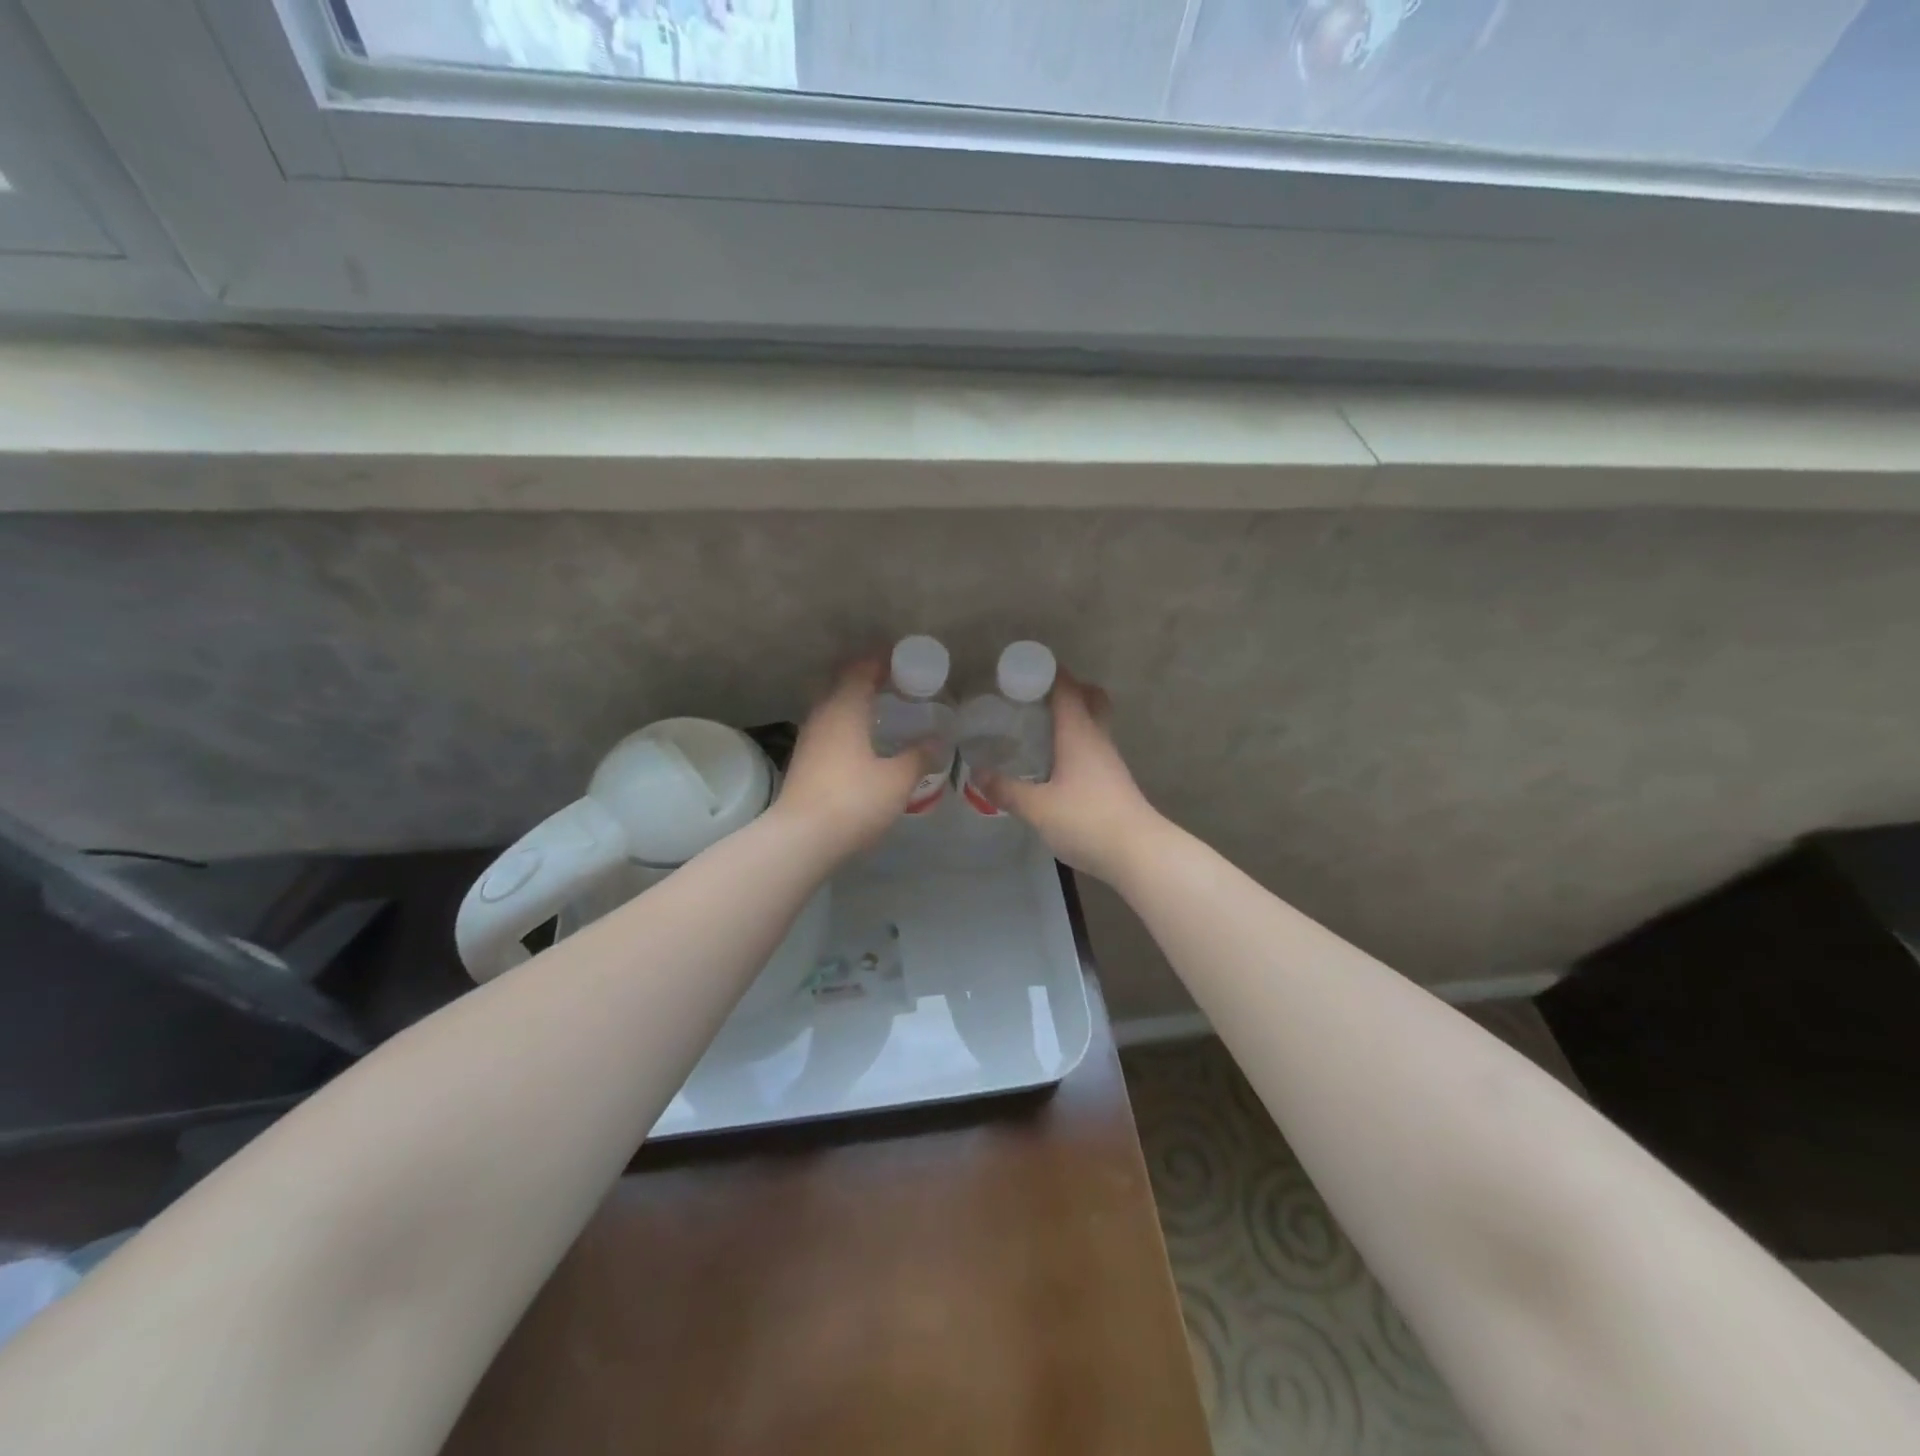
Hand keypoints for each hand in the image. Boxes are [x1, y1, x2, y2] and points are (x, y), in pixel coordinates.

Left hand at [773, 659, 934, 861]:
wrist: (802, 838)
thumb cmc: (854, 800)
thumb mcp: (897, 780)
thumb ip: (919, 756)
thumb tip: (938, 740)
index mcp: (844, 708)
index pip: (861, 669)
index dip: (882, 661)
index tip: (904, 661)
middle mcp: (822, 715)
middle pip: (843, 684)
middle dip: (868, 679)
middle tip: (897, 684)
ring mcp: (809, 739)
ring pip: (833, 707)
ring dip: (856, 703)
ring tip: (884, 711)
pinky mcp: (804, 761)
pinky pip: (829, 729)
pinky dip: (848, 725)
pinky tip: (864, 743)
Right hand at [978, 672, 1163, 886]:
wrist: (1138, 853)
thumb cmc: (1086, 820)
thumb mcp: (1037, 808)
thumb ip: (1006, 790)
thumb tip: (977, 773)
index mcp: (1078, 733)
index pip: (1067, 689)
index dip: (1049, 673)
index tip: (1023, 670)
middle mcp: (1097, 739)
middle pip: (1090, 699)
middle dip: (1067, 691)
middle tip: (1035, 698)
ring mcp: (1109, 761)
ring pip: (1092, 725)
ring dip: (1070, 719)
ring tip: (1037, 729)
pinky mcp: (1113, 782)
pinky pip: (1092, 749)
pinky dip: (1074, 744)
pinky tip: (1054, 764)